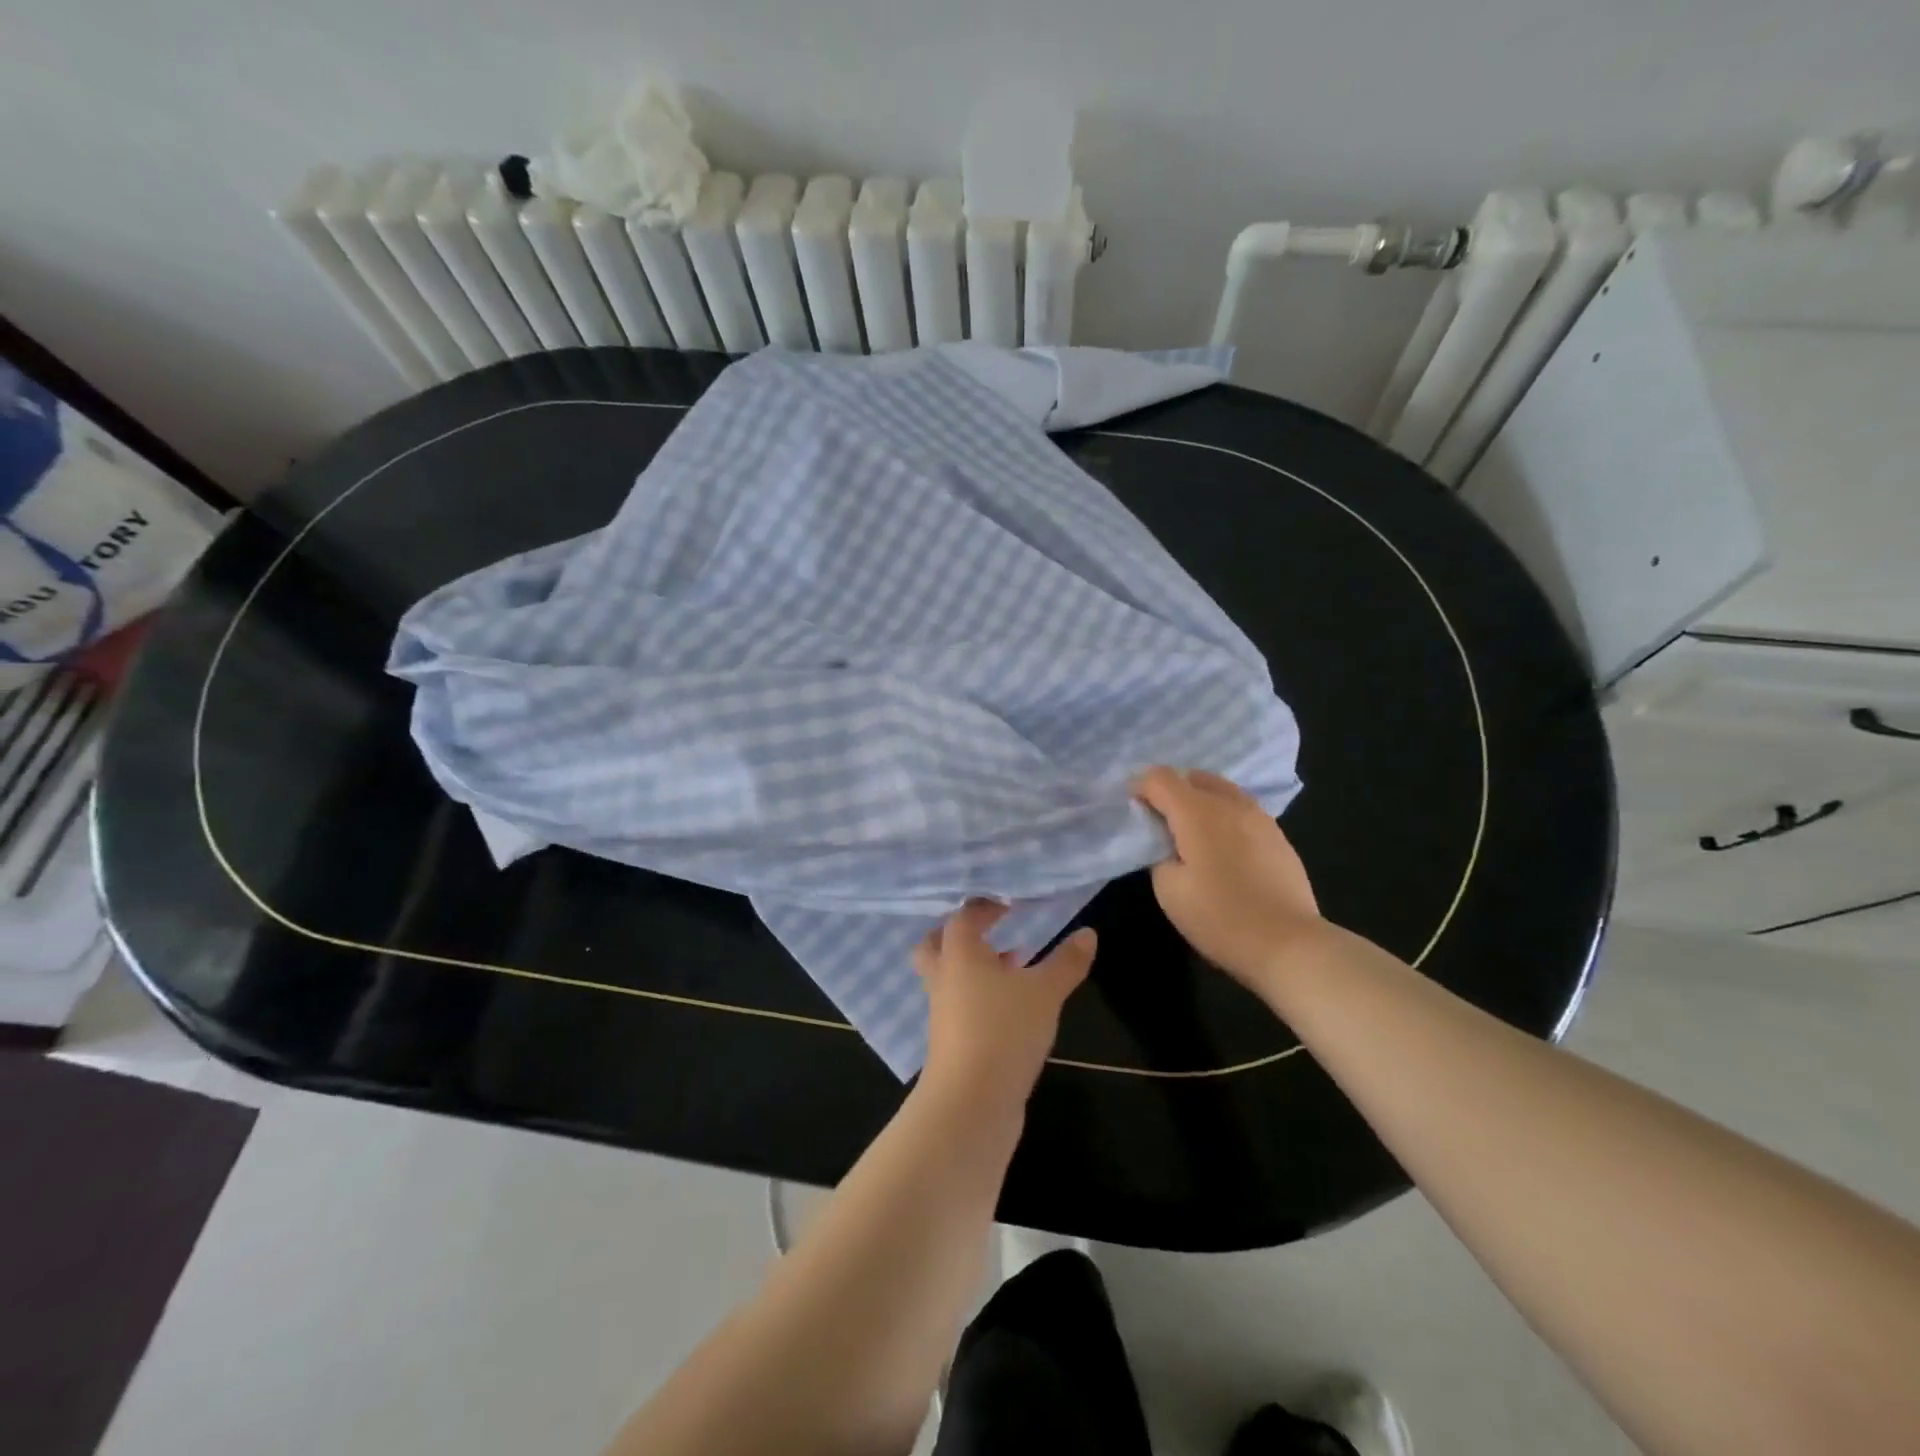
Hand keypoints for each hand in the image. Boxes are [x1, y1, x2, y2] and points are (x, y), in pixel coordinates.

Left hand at [913, 901, 1094, 1109]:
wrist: (970, 1103)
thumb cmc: (1003, 1031)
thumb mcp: (1044, 992)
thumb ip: (1066, 962)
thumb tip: (1088, 933)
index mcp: (958, 953)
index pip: (963, 916)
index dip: (985, 907)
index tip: (1009, 903)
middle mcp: (944, 977)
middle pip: (938, 944)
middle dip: (962, 935)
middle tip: (991, 929)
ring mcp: (944, 1011)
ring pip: (951, 976)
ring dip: (976, 967)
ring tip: (1014, 963)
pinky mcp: (952, 1040)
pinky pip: (962, 1005)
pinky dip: (981, 996)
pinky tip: (1013, 1005)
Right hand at [1133, 766, 1325, 994]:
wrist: (1288, 943)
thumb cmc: (1220, 917)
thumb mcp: (1169, 890)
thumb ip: (1159, 855)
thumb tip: (1167, 843)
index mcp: (1197, 811)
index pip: (1160, 778)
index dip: (1140, 787)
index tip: (1133, 809)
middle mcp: (1229, 804)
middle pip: (1193, 777)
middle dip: (1171, 791)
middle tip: (1160, 822)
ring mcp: (1259, 817)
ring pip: (1222, 791)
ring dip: (1200, 801)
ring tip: (1192, 834)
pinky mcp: (1278, 836)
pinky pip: (1242, 811)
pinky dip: (1224, 817)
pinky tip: (1223, 848)